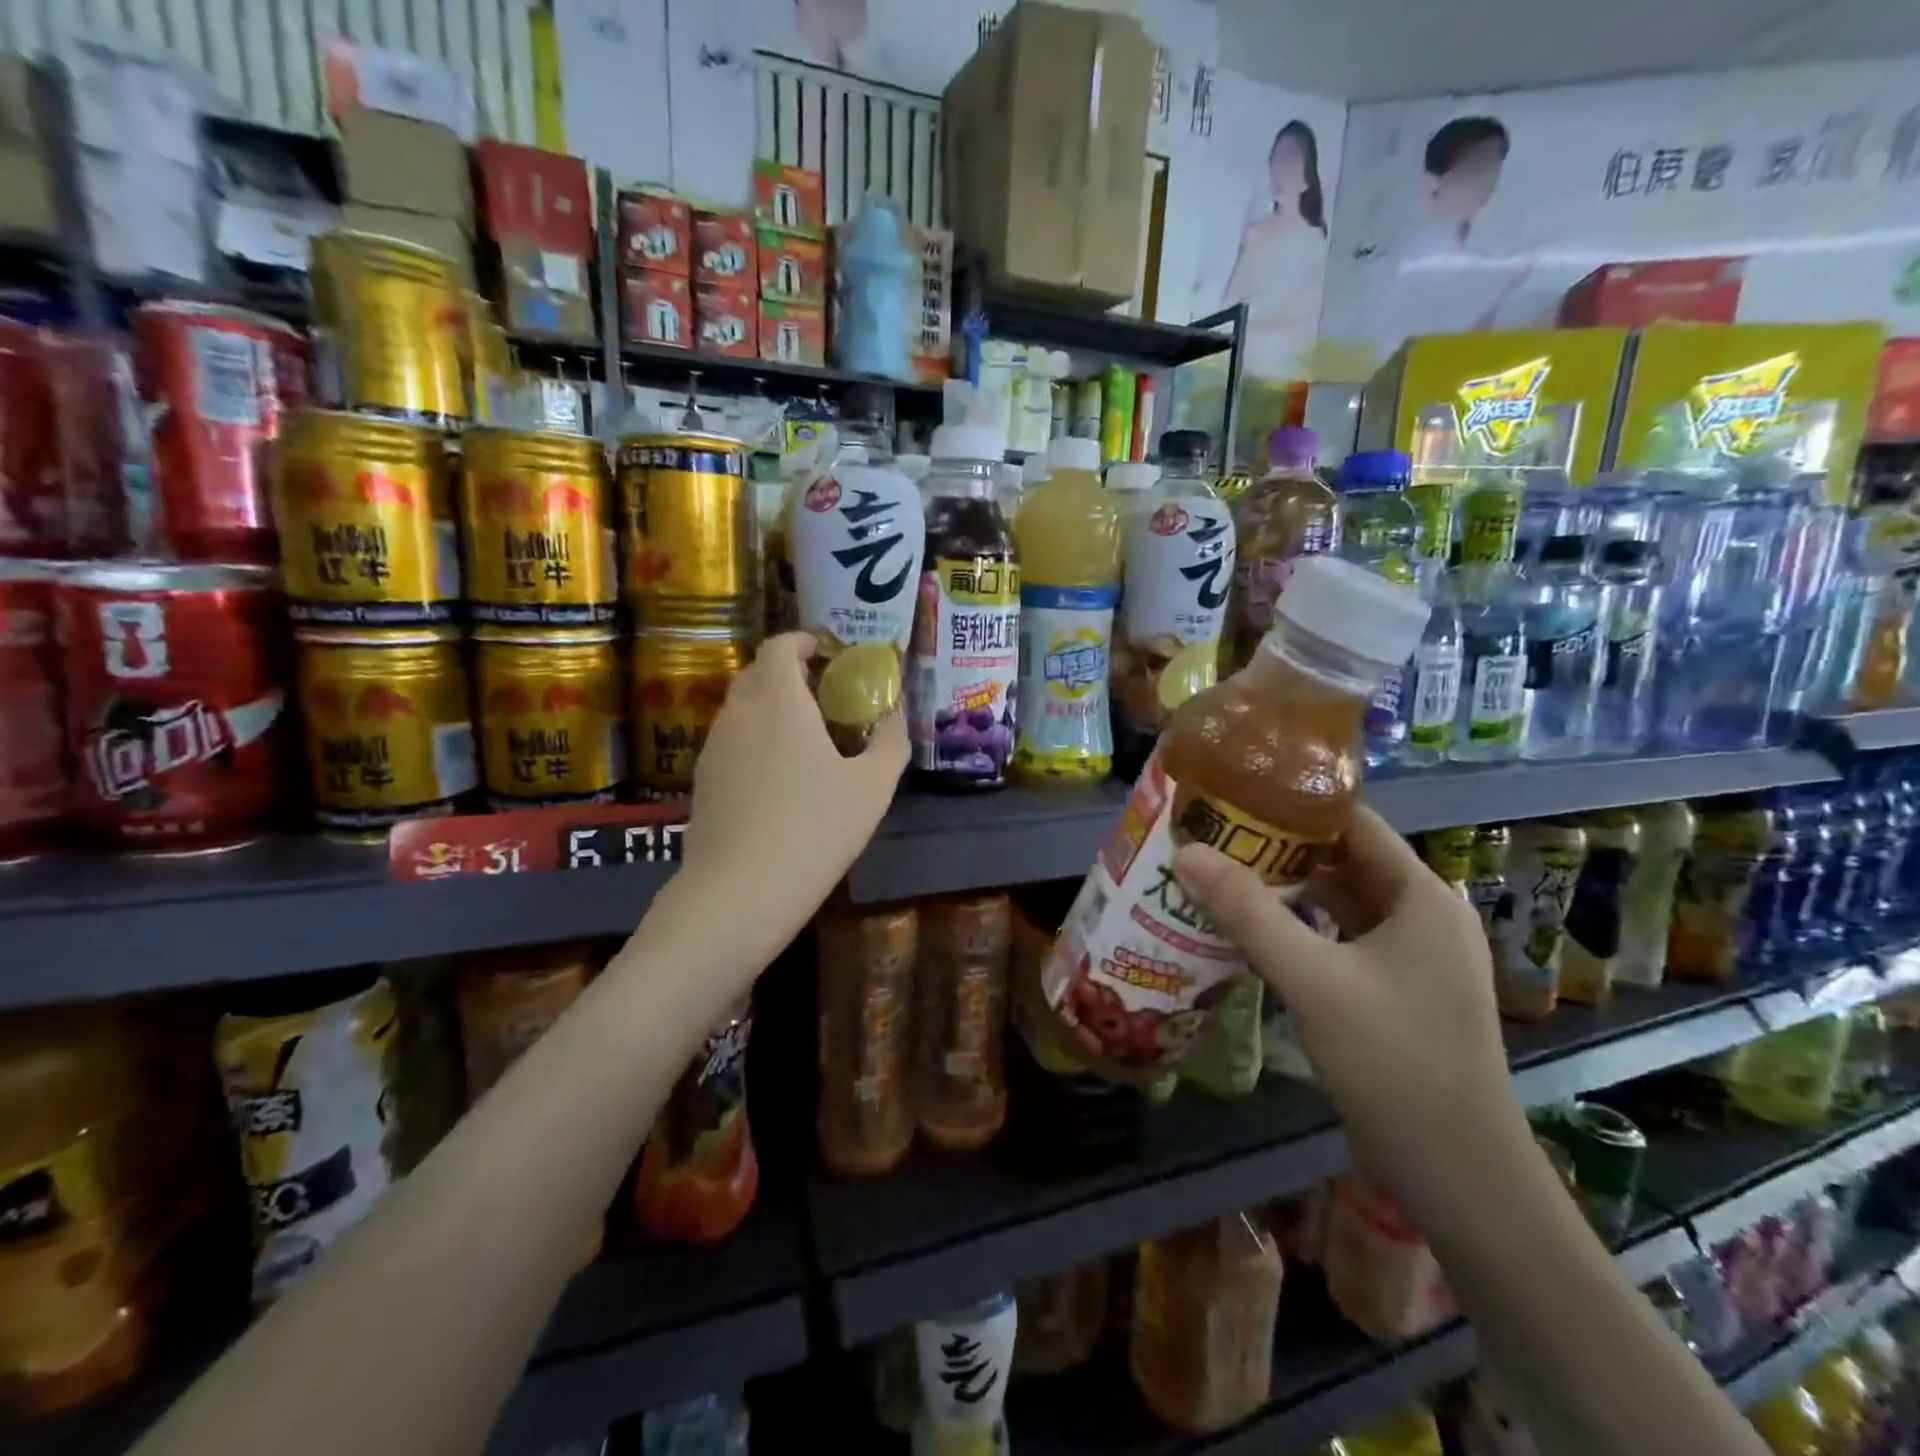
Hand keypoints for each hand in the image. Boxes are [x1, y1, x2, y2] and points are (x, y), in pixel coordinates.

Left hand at [678, 632, 906, 948]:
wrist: (738, 894)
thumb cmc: (815, 829)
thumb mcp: (872, 787)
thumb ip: (891, 741)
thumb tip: (897, 713)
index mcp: (778, 700)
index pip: (780, 645)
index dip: (805, 641)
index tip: (832, 656)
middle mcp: (738, 712)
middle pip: (758, 673)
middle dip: (791, 675)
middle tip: (829, 698)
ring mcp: (713, 747)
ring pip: (743, 709)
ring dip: (773, 709)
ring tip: (808, 739)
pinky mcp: (702, 781)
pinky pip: (732, 741)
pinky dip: (756, 740)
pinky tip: (780, 779)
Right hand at [1173, 806, 1530, 1226]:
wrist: (1458, 1173)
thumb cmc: (1394, 1060)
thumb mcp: (1313, 979)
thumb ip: (1248, 912)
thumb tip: (1186, 852)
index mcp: (1422, 895)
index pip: (1354, 822)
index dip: (1295, 803)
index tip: (1235, 795)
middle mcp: (1423, 914)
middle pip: (1344, 859)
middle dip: (1279, 846)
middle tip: (1214, 834)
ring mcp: (1412, 955)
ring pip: (1340, 901)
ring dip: (1286, 888)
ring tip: (1221, 872)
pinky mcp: (1396, 989)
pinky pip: (1341, 938)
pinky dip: (1300, 927)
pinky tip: (1252, 929)